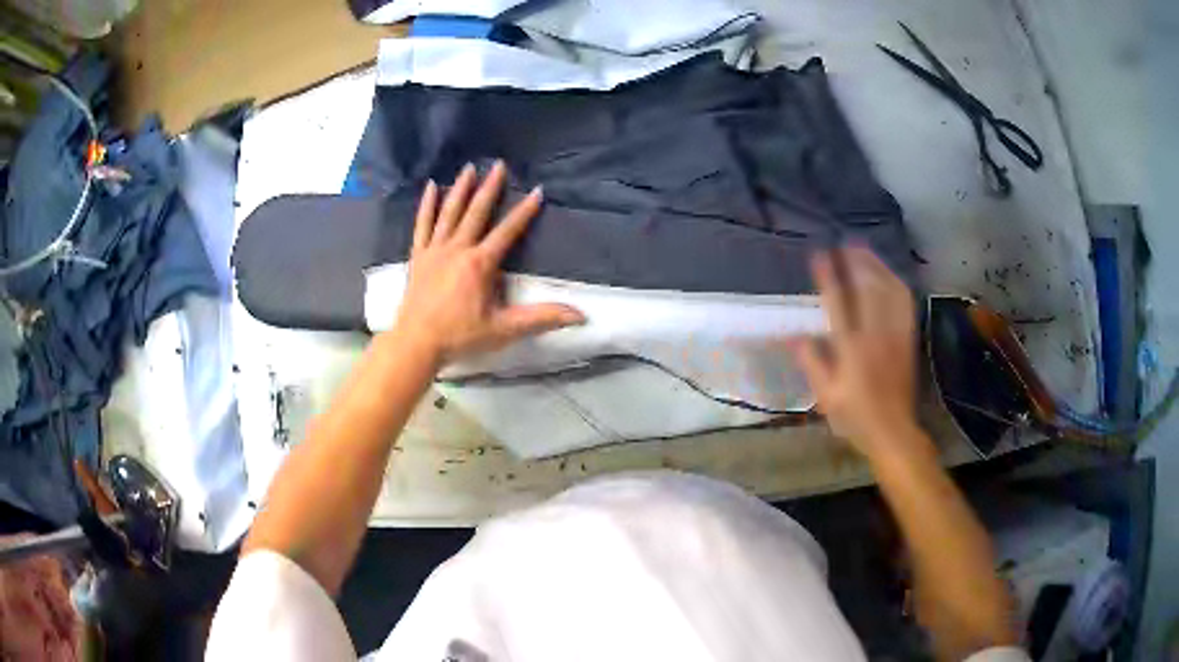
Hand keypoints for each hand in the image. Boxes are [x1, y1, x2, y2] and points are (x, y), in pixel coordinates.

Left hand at [392, 161, 584, 364]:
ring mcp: (434, 250)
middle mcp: (458, 249)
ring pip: (449, 212)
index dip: (525, 211)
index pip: (508, 231)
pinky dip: (427, 205)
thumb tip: (580, 316)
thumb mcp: (504, 329)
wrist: (416, 343)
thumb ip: (541, 319)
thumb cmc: (460, 336)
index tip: (537, 190)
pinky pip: (422, 224)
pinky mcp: (418, 256)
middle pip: (477, 212)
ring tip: (469, 167)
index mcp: (480, 264)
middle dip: (490, 187)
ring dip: (461, 188)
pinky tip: (431, 187)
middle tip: (498, 164)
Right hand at [790, 246, 925, 460]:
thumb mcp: (826, 396)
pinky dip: (895, 283)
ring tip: (864, 250)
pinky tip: (888, 275)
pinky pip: (904, 303)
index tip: (821, 254)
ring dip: (876, 266)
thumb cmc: (855, 416)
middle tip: (845, 242)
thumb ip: (812, 363)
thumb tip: (795, 337)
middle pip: (867, 287)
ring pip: (888, 290)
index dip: (829, 276)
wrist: (893, 430)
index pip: (838, 303)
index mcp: (851, 349)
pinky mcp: (908, 338)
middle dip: (856, 261)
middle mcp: (875, 334)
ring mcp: (895, 334)